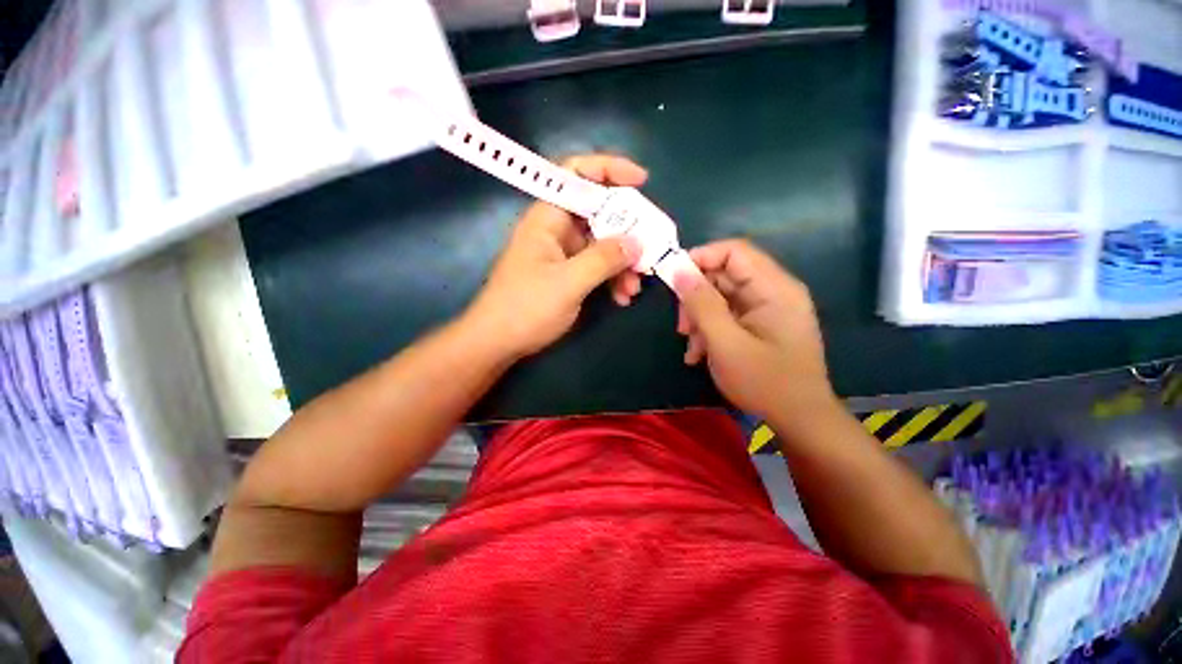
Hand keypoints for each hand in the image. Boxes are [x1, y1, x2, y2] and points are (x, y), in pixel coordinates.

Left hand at [463, 154, 648, 358]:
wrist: (498, 343)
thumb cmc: (526, 309)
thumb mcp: (568, 283)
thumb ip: (603, 259)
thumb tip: (637, 242)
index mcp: (548, 218)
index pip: (577, 174)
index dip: (609, 169)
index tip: (642, 182)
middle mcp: (556, 229)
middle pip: (599, 213)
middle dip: (627, 232)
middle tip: (649, 252)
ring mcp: (563, 253)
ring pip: (602, 244)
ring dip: (622, 263)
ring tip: (634, 288)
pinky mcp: (567, 274)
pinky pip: (597, 266)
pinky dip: (612, 278)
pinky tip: (622, 297)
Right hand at [672, 239, 834, 418]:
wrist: (800, 420)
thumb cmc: (765, 382)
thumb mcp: (725, 343)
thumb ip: (701, 304)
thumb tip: (679, 270)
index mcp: (774, 288)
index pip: (734, 251)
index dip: (701, 258)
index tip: (673, 278)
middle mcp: (773, 291)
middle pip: (725, 275)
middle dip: (697, 298)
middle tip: (682, 326)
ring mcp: (767, 309)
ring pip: (722, 297)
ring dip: (700, 318)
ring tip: (691, 346)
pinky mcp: (760, 325)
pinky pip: (728, 315)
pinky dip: (710, 330)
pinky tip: (699, 354)